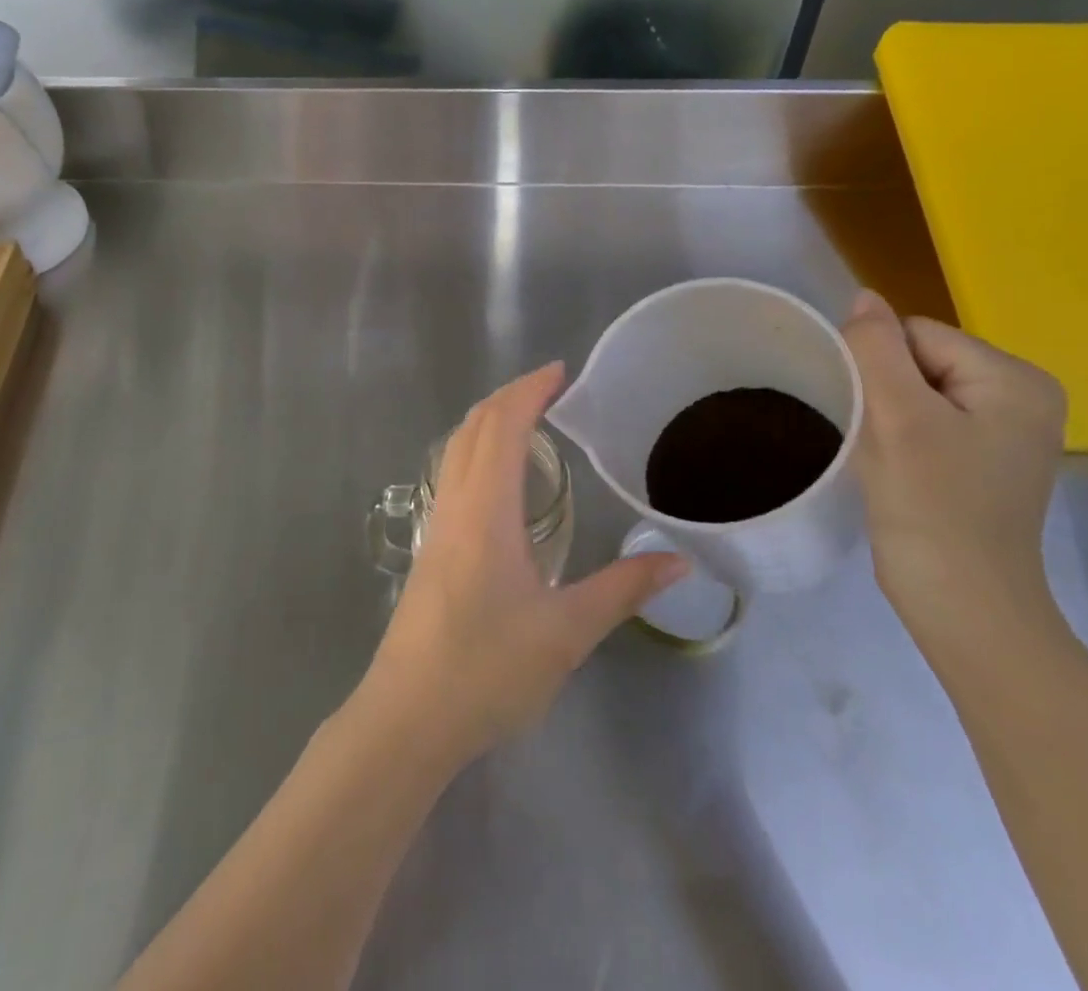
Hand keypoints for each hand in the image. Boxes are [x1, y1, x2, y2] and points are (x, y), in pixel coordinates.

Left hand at [361, 363, 687, 766]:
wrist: (408, 716)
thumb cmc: (487, 669)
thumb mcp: (567, 632)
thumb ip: (623, 590)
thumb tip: (679, 561)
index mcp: (487, 508)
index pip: (504, 426)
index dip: (530, 391)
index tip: (560, 372)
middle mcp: (456, 504)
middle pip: (474, 426)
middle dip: (509, 396)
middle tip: (551, 388)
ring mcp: (437, 525)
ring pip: (456, 449)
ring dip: (488, 421)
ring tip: (528, 421)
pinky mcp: (430, 548)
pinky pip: (452, 475)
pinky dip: (476, 451)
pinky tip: (500, 480)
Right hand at [840, 291, 1066, 639]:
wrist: (961, 603)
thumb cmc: (932, 505)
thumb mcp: (897, 416)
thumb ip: (876, 347)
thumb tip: (863, 296)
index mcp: (1016, 379)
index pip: (917, 336)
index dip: (880, 370)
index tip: (877, 420)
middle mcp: (1023, 397)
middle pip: (918, 362)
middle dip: (885, 396)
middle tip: (884, 446)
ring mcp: (1006, 432)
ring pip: (915, 394)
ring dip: (888, 420)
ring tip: (891, 462)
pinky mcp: (984, 460)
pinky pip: (926, 423)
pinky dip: (901, 440)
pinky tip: (902, 473)